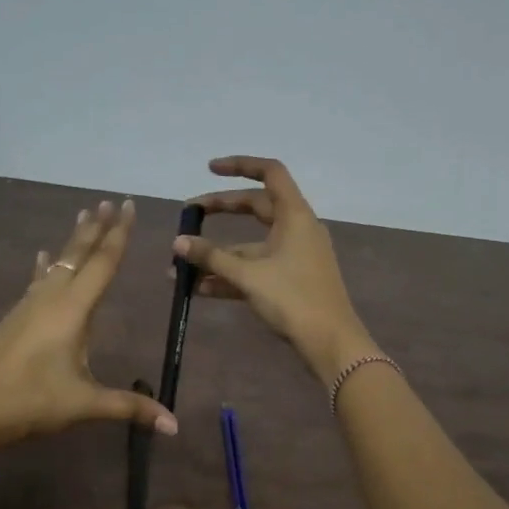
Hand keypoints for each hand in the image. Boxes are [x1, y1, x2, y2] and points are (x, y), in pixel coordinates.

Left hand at [0, 199, 176, 450]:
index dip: (119, 234)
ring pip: (56, 263)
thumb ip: (130, 407)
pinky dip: (44, 265)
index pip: (102, 264)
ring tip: (83, 216)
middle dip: (97, 228)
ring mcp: (29, 305)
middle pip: (78, 254)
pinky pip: (37, 280)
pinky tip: (40, 255)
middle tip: (109, 201)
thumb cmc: (31, 401)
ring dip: (73, 241)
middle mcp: (51, 298)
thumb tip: (174, 425)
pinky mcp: (15, 318)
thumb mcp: (85, 404)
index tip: (128, 206)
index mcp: (73, 310)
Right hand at [177, 156, 378, 385]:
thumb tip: (178, 242)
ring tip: (181, 266)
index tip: (209, 169)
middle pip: (255, 207)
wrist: (330, 342)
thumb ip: (211, 256)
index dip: (240, 165)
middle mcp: (296, 229)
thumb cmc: (293, 299)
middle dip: (220, 211)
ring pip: (251, 244)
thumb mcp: (248, 275)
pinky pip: (255, 269)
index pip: (270, 173)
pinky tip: (199, 289)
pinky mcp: (289, 281)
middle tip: (189, 216)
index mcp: (294, 215)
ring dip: (218, 254)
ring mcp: (294, 256)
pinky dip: (230, 275)